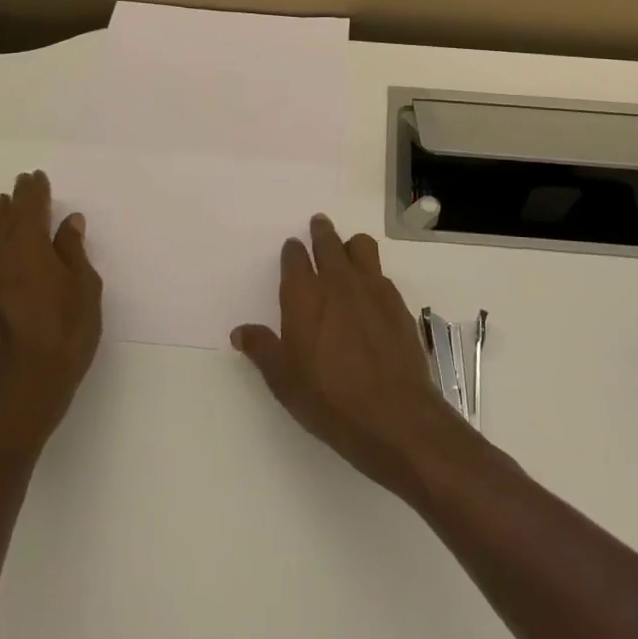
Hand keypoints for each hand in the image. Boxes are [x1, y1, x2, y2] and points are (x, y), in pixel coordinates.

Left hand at [0, 171, 102, 465]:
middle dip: (14, 202)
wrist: (16, 400)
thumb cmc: (62, 344)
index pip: (29, 213)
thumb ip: (74, 255)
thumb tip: (68, 223)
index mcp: (28, 255)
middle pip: (3, 222)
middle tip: (21, 183)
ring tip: (2, 205)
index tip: (37, 177)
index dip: (34, 194)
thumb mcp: (84, 296)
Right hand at [232, 214, 468, 498]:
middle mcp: (338, 281)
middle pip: (328, 242)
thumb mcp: (283, 380)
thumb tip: (240, 332)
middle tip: (318, 224)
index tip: (291, 249)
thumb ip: (262, 349)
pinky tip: (370, 292)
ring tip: (347, 251)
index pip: (295, 257)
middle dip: (321, 232)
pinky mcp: (397, 302)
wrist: (393, 414)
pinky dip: (372, 274)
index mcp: (304, 295)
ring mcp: (372, 288)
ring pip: (361, 246)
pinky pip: (381, 273)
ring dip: (350, 245)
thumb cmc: (328, 398)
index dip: (292, 251)